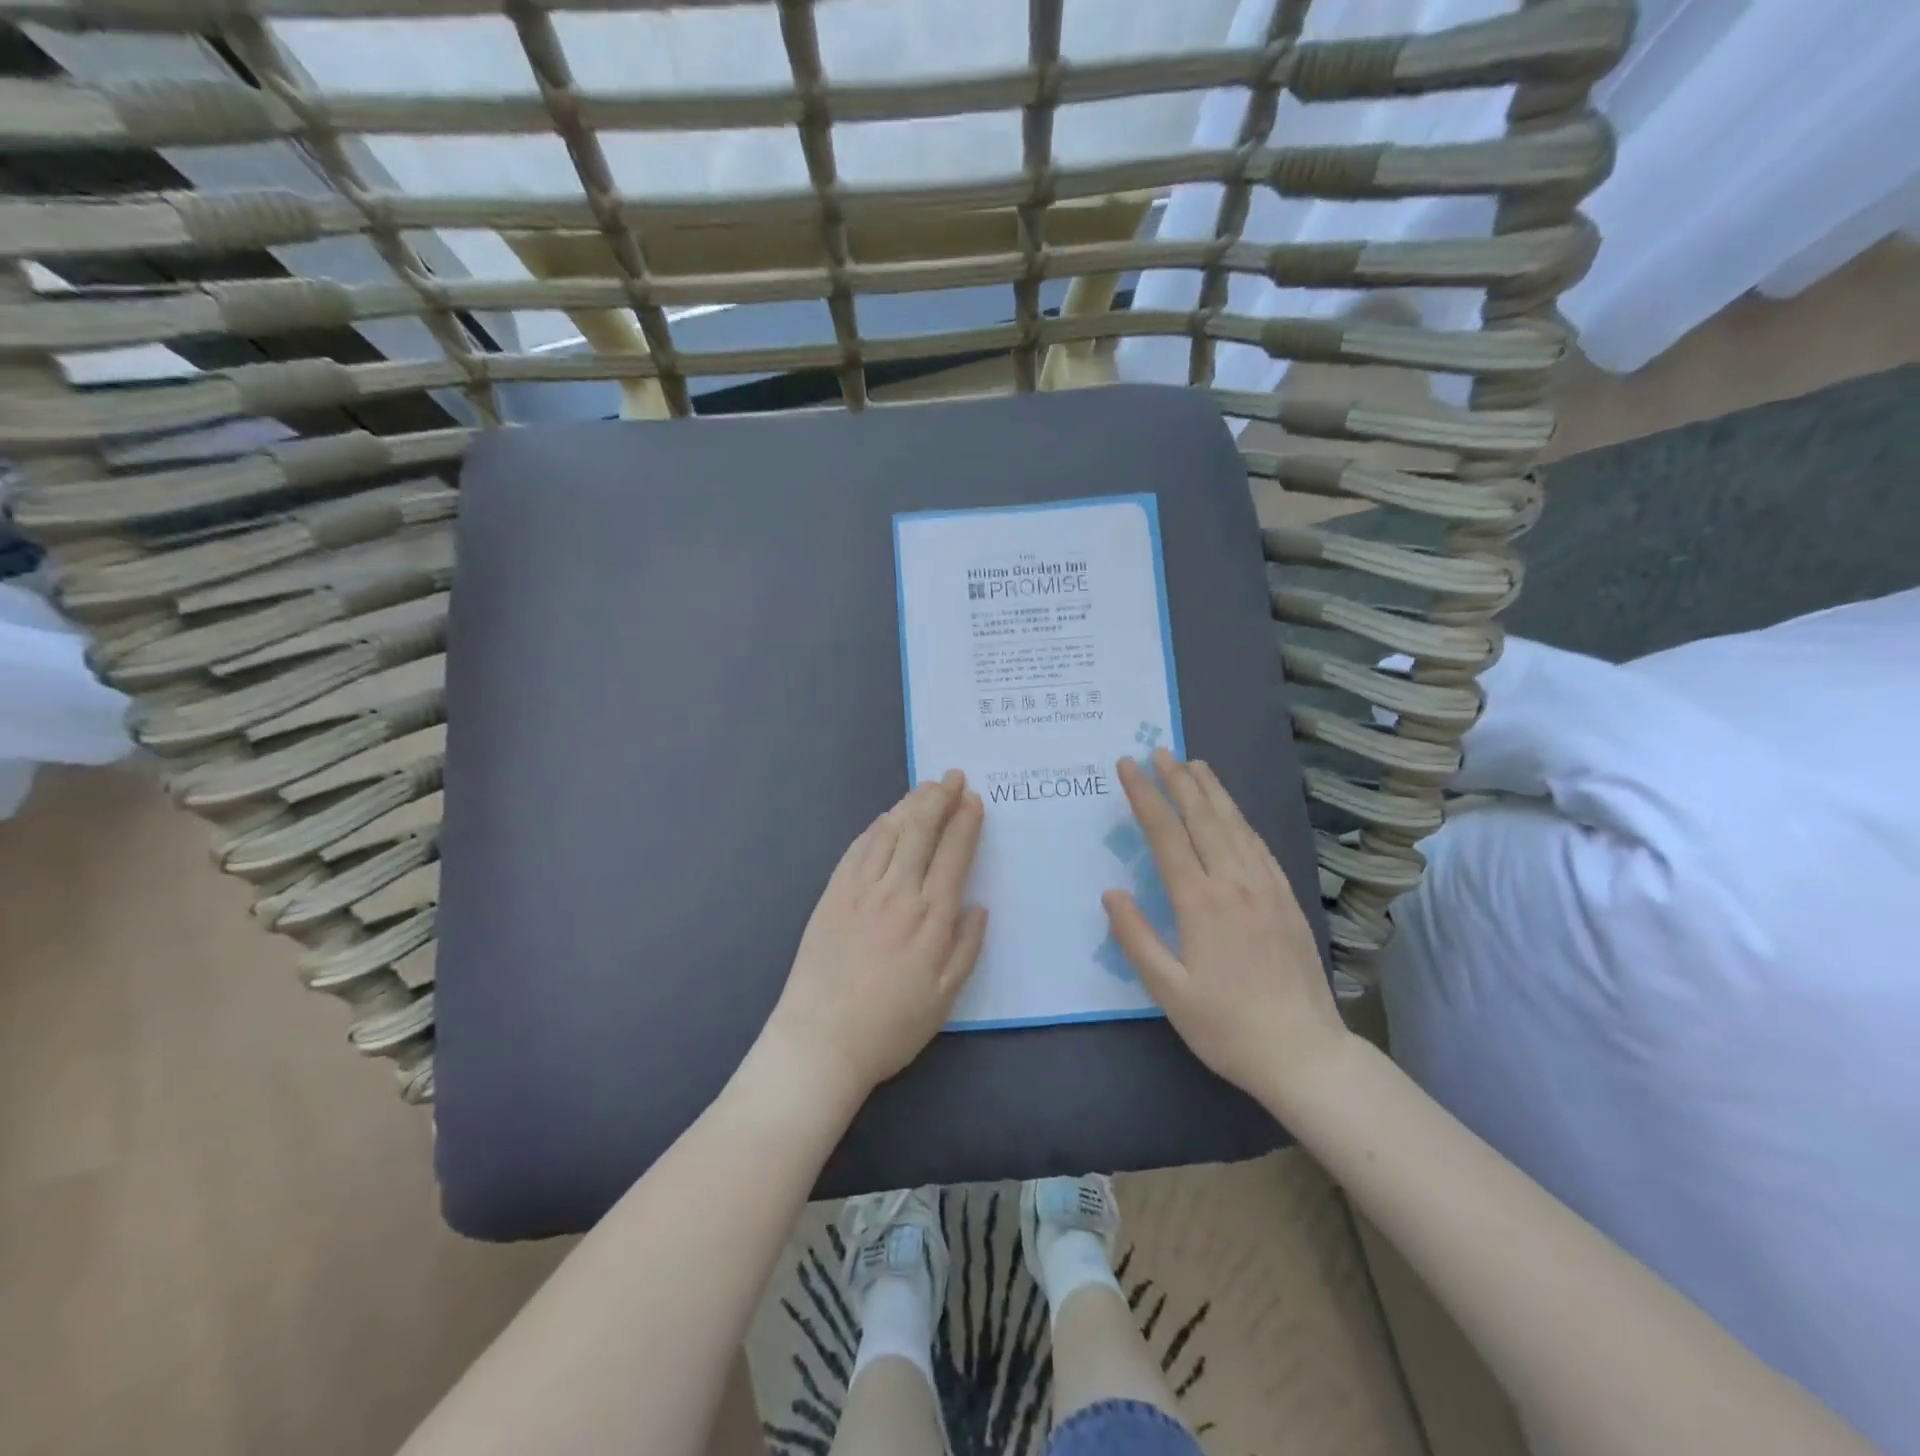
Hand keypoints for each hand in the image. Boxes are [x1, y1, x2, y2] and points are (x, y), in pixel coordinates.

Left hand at [762, 770, 987, 1103]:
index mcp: (931, 917)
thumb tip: (978, 906)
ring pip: (889, 832)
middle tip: (953, 777)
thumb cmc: (890, 1026)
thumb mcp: (945, 998)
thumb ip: (966, 948)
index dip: (966, 822)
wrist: (820, 1040)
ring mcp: (860, 890)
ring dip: (910, 804)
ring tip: (925, 787)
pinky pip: (857, 849)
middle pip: (922, 831)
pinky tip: (885, 819)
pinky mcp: (832, 894)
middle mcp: (898, 893)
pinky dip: (876, 827)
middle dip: (940, 798)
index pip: (953, 854)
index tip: (974, 800)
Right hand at [1104, 749, 1348, 1100]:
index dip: (1145, 796)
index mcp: (1200, 902)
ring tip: (1195, 764)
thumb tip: (1112, 892)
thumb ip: (1136, 938)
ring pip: (1235, 824)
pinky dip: (1241, 819)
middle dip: (1178, 780)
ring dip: (1212, 791)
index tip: (1128, 766)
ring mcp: (1266, 888)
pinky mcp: (1287, 899)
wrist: (1305, 1054)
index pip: (1166, 834)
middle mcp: (1235, 883)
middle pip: (1203, 817)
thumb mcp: (1168, 991)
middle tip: (1159, 751)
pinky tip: (1233, 812)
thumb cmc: (1226, 1026)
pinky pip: (1260, 845)